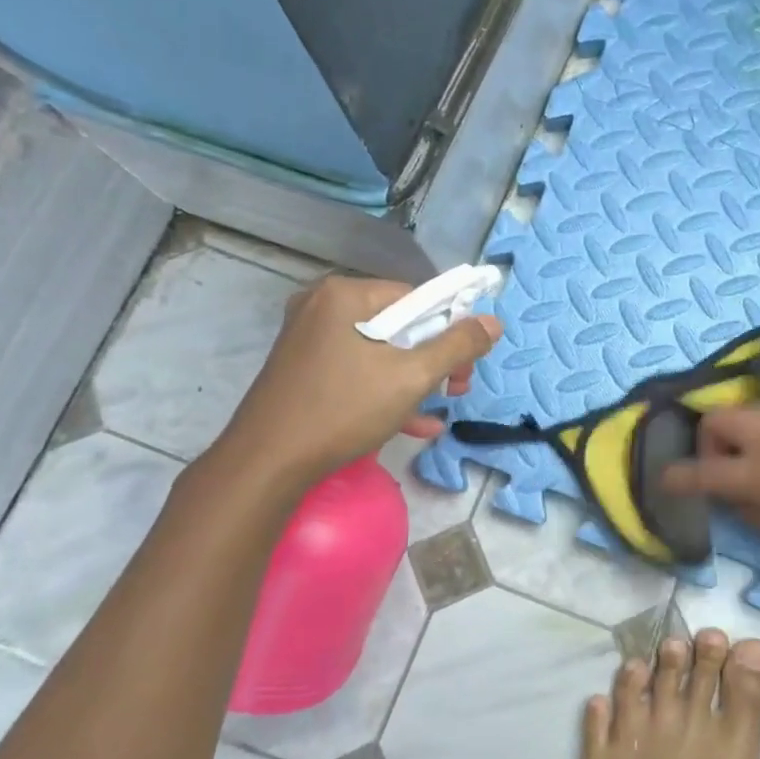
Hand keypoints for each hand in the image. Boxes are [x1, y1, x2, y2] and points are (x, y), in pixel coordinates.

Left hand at [212, 275, 501, 485]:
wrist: (266, 464)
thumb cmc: (342, 410)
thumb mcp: (411, 377)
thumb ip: (457, 346)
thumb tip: (493, 322)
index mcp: (345, 295)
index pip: (416, 298)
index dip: (449, 330)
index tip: (464, 368)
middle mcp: (322, 306)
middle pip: (398, 324)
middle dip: (434, 359)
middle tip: (455, 390)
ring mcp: (308, 338)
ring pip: (379, 351)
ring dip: (414, 380)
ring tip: (439, 410)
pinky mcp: (302, 368)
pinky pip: (356, 369)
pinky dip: (384, 390)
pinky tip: (414, 424)